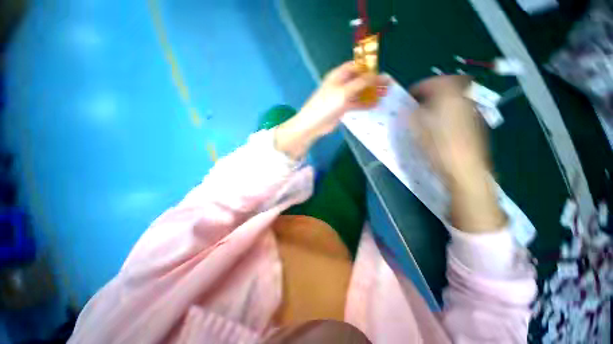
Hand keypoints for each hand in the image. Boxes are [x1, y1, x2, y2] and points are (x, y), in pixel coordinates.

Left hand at [276, 62, 389, 158]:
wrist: (314, 124)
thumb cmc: (327, 104)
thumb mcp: (345, 91)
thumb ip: (362, 83)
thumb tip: (379, 75)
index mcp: (339, 75)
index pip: (357, 66)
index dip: (369, 68)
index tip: (382, 72)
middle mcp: (341, 84)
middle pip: (360, 80)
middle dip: (373, 82)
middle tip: (388, 85)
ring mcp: (342, 97)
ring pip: (359, 93)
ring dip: (371, 93)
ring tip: (385, 94)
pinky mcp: (342, 108)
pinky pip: (356, 104)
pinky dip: (365, 104)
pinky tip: (375, 105)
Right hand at [409, 76, 488, 186]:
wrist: (463, 166)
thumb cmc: (437, 143)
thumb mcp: (416, 126)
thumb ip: (410, 112)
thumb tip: (406, 108)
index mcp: (447, 94)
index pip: (431, 82)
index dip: (417, 88)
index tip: (408, 98)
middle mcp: (462, 97)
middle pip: (445, 86)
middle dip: (430, 92)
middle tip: (418, 103)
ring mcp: (471, 109)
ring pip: (452, 98)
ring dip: (438, 102)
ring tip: (427, 115)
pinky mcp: (475, 121)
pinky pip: (458, 109)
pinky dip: (447, 112)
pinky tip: (439, 126)